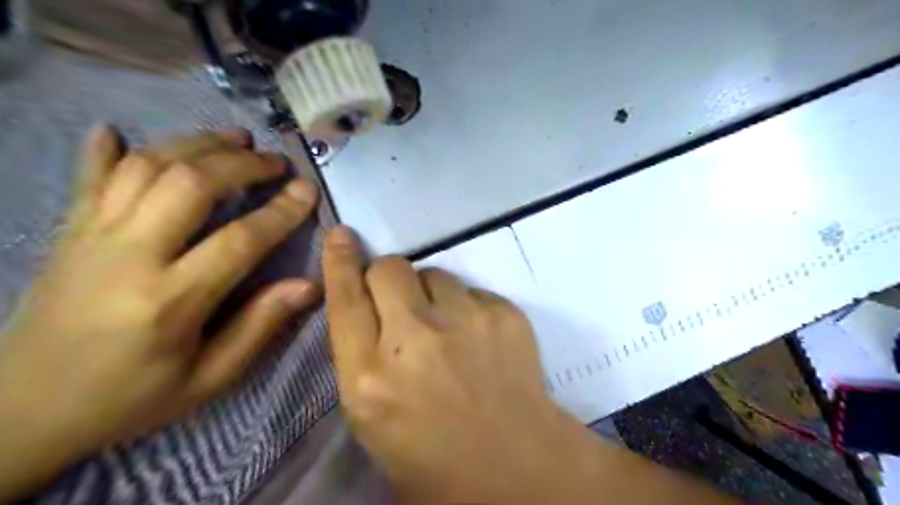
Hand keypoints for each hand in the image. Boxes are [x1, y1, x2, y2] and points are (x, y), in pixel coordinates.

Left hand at [0, 127, 319, 499]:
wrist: (20, 411)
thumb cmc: (131, 397)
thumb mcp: (210, 378)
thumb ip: (261, 326)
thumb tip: (310, 285)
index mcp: (170, 301)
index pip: (239, 240)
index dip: (281, 211)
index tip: (307, 190)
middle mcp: (129, 256)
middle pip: (189, 185)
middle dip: (241, 164)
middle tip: (275, 161)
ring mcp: (91, 237)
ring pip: (146, 167)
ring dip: (195, 144)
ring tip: (233, 138)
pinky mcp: (68, 233)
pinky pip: (88, 178)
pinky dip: (105, 149)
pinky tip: (118, 130)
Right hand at [321, 229, 737, 504]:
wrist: (515, 466)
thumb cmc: (434, 456)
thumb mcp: (373, 418)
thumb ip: (362, 358)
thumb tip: (368, 308)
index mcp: (370, 378)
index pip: (345, 301)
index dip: (339, 263)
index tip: (340, 235)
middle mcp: (413, 340)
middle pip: (390, 269)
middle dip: (388, 276)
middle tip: (402, 300)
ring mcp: (463, 321)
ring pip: (434, 273)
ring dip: (432, 293)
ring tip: (448, 326)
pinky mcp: (502, 313)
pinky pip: (472, 290)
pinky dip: (468, 307)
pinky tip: (479, 338)